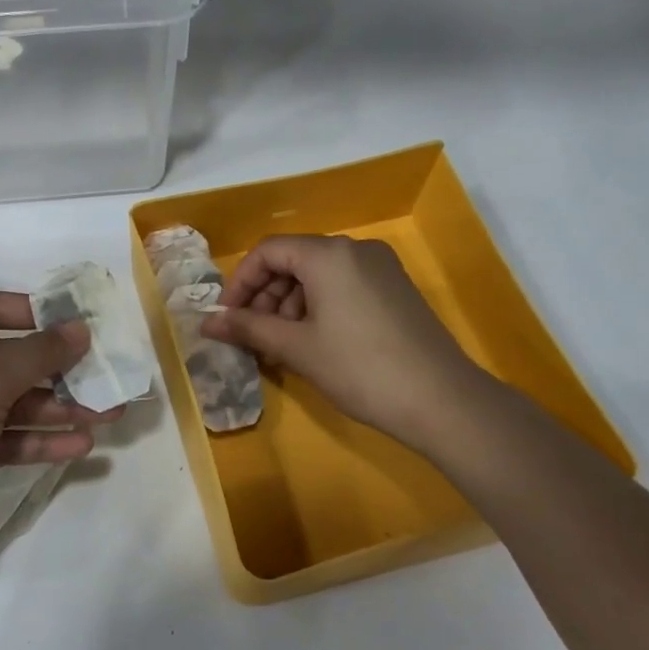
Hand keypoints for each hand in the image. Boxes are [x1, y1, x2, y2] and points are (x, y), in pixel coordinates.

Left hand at [0, 292, 119, 577]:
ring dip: (56, 409)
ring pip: (9, 404)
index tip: (74, 326)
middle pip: (5, 361)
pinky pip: (2, 439)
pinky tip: (78, 447)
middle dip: (57, 371)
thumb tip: (79, 327)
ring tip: (107, 417)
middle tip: (106, 379)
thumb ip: (36, 355)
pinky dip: (36, 440)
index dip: (31, 312)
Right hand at [201, 235, 478, 448]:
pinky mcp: (396, 289)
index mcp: (328, 254)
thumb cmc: (359, 368)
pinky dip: (318, 308)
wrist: (441, 400)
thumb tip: (207, 322)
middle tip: (254, 336)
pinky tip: (314, 343)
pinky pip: (343, 286)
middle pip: (294, 260)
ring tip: (282, 346)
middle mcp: (355, 249)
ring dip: (290, 305)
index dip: (241, 282)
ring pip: (318, 275)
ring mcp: (381, 268)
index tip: (229, 317)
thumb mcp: (296, 347)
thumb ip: (248, 328)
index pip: (269, 251)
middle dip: (266, 296)